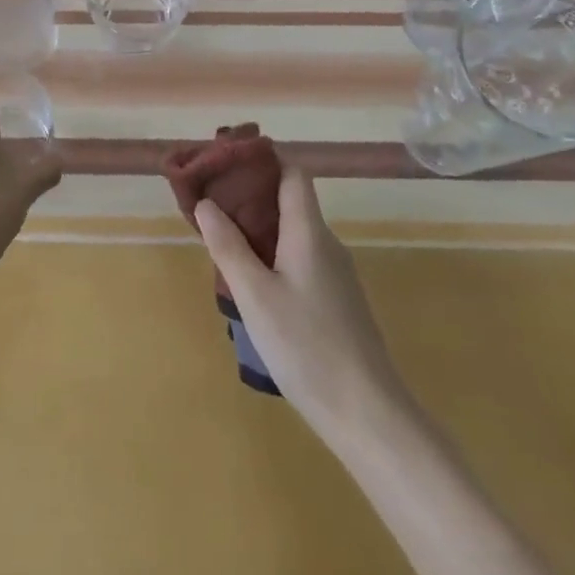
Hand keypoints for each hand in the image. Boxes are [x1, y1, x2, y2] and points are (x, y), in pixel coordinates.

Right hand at [195, 167, 411, 449]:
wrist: (368, 414)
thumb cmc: (306, 346)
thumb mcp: (255, 295)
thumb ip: (228, 246)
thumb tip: (206, 203)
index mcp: (309, 233)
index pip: (292, 174)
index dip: (263, 159)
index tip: (226, 160)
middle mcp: (326, 245)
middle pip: (290, 201)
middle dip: (250, 194)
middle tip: (210, 201)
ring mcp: (335, 275)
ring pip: (293, 233)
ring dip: (259, 227)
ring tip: (220, 238)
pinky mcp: (336, 302)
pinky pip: (299, 259)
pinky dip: (272, 253)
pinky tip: (250, 279)